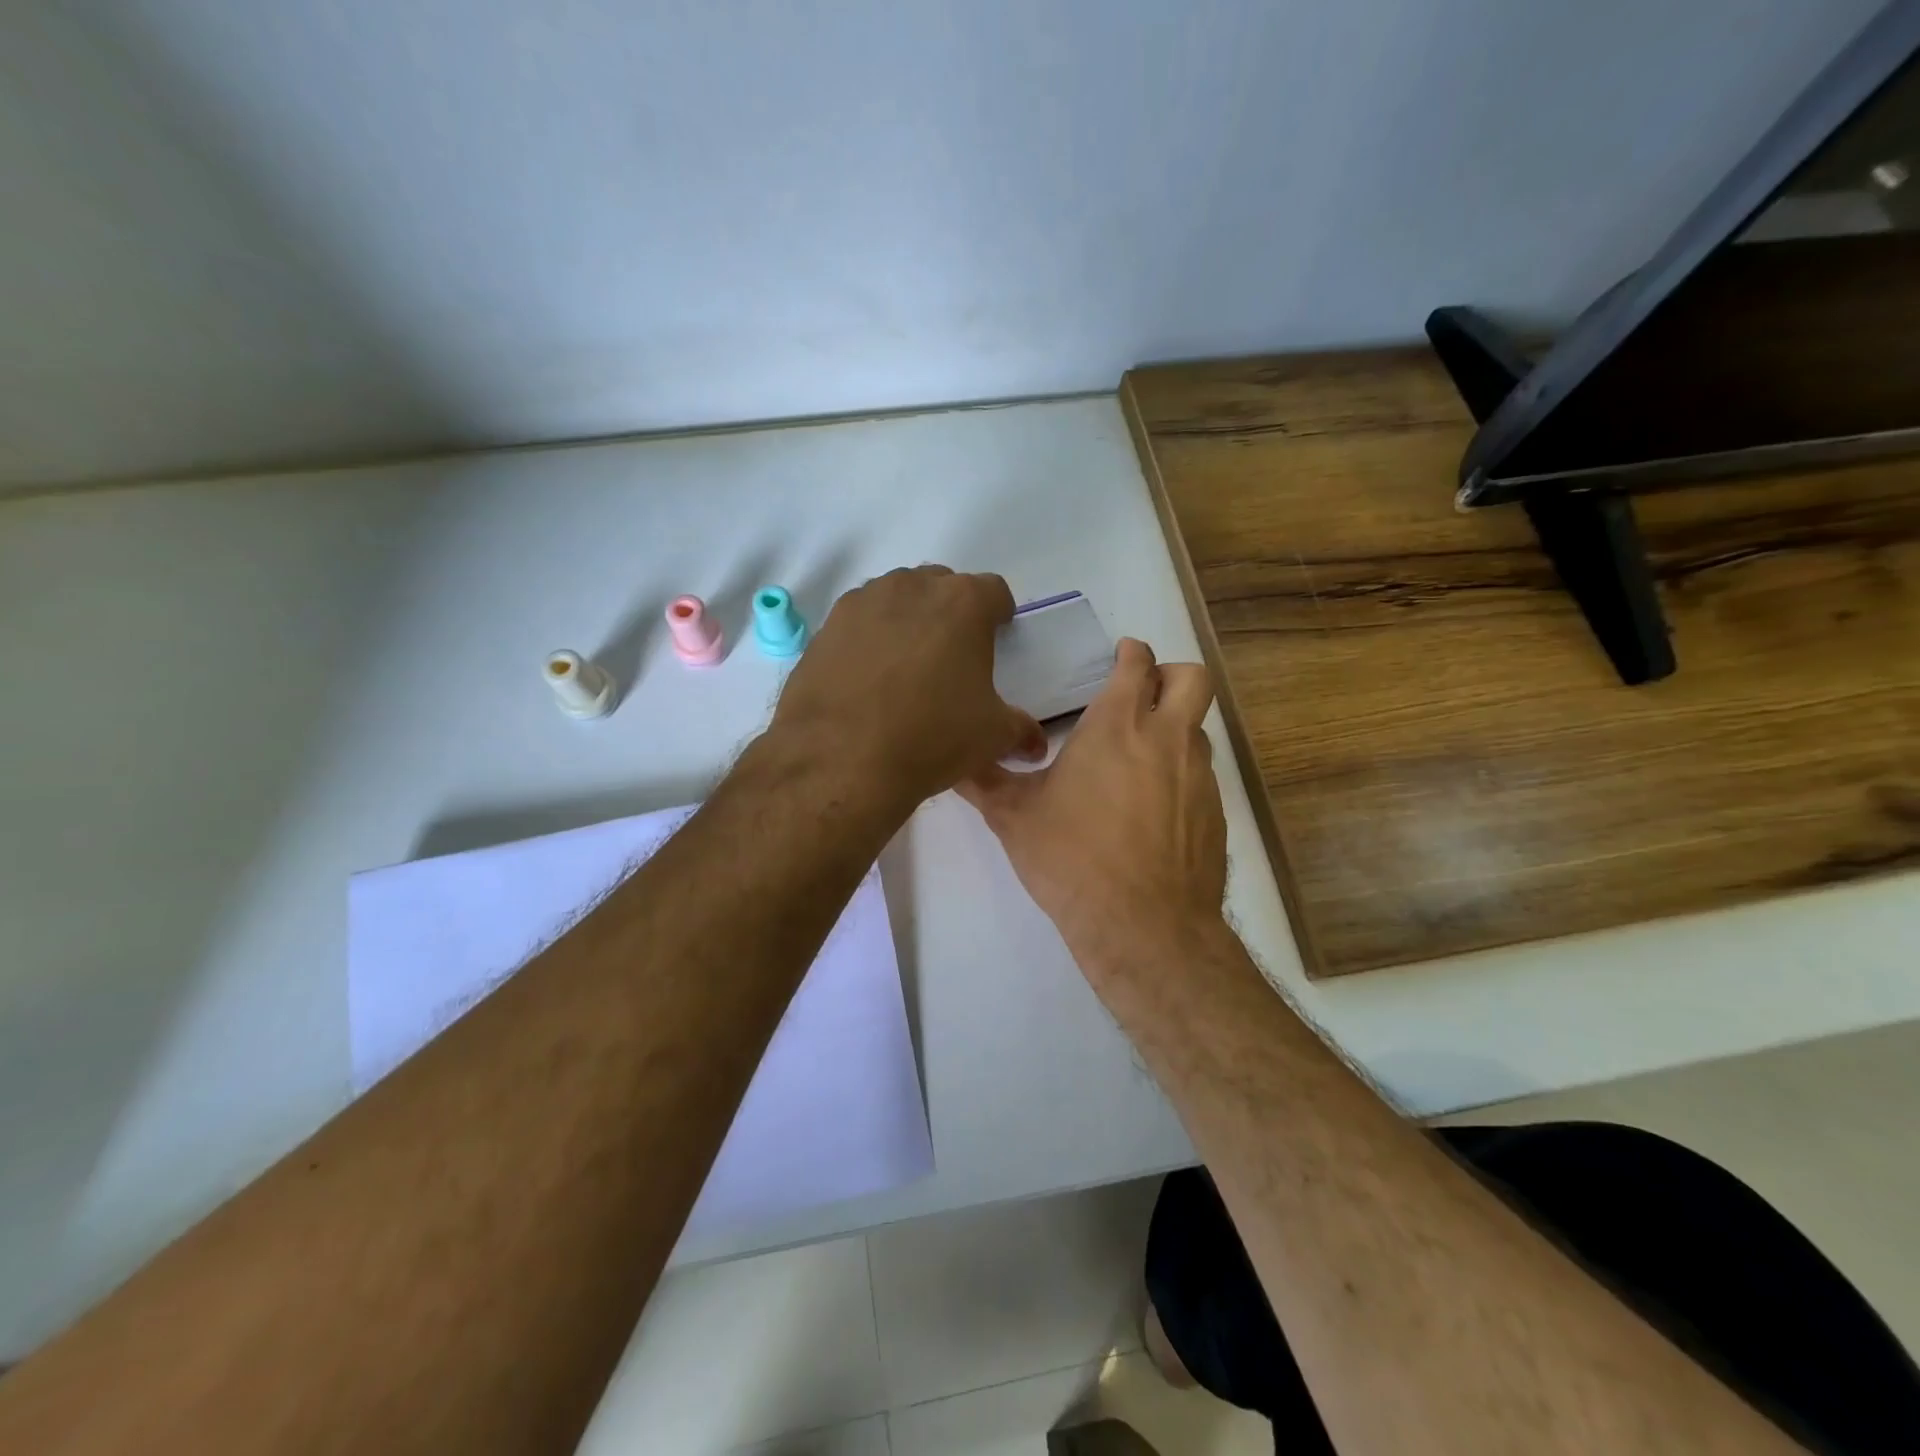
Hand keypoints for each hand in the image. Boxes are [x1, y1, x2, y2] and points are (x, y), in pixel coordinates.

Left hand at [769, 566, 1045, 817]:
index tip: (997, 637)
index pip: (994, 591)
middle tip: (951, 654)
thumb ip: (1020, 729)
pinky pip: (859, 621)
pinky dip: (869, 638)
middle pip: (941, 586)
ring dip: (908, 619)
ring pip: (896, 598)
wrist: (841, 758)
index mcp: (963, 603)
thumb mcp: (991, 737)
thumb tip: (1035, 743)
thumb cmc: (931, 737)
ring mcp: (863, 602)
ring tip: (906, 665)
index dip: (999, 614)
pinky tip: (867, 677)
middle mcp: (912, 587)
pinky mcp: (827, 626)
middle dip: (951, 612)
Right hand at [957, 639, 1227, 960]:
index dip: (1130, 653)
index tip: (1119, 657)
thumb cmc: (1071, 858)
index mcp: (1117, 725)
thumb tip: (953, 762)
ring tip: (1139, 760)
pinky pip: (1202, 775)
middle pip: (1191, 679)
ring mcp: (1198, 776)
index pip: (1137, 664)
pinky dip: (1181, 775)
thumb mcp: (1013, 818)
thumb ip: (984, 782)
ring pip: (1198, 729)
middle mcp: (1166, 738)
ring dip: (1174, 729)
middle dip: (1170, 675)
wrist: (1143, 925)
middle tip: (1141, 694)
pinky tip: (1152, 810)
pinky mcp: (1214, 813)